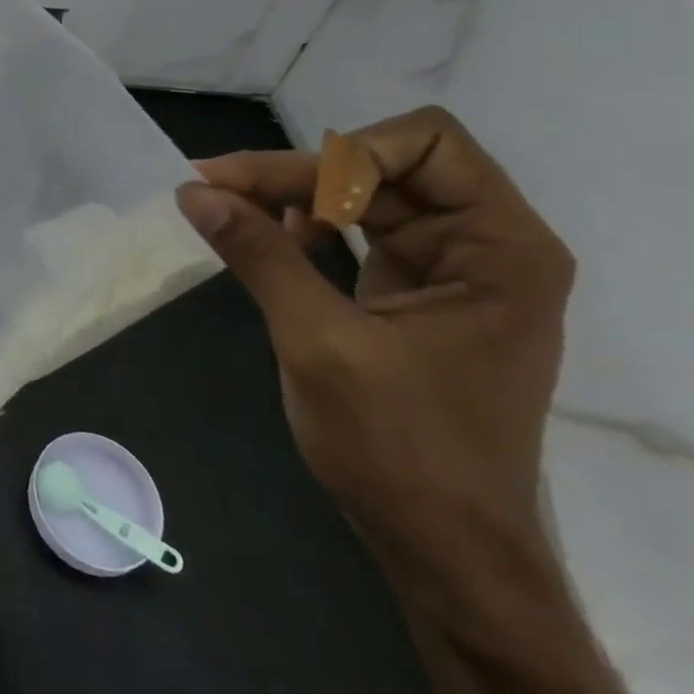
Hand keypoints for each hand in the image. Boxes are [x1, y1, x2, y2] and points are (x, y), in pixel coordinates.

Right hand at [174, 106, 574, 568]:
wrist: (443, 548)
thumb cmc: (399, 448)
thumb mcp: (318, 342)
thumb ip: (259, 255)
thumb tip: (193, 191)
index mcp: (500, 249)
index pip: (426, 144)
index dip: (342, 155)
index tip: (261, 188)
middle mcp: (486, 245)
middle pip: (385, 166)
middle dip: (300, 173)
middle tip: (216, 188)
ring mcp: (452, 269)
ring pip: (364, 193)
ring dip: (297, 196)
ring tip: (236, 214)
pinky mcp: (416, 292)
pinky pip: (359, 230)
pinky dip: (309, 225)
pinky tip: (275, 242)